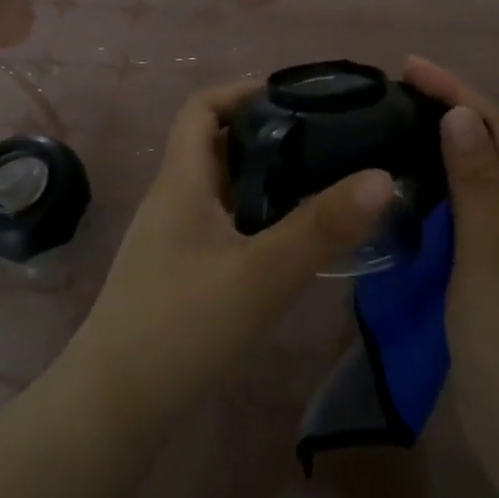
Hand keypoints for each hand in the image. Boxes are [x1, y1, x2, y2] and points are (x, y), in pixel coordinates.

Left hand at [67, 80, 394, 434]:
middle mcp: (174, 199)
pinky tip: (291, 237)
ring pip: (223, 185)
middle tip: (327, 139)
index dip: (244, 90)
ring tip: (322, 179)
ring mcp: (174, 237)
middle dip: (268, 132)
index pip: (202, 107)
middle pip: (217, 142)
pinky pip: (223, 221)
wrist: (115, 407)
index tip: (297, 97)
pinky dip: (257, 214)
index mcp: (182, 181)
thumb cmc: (180, 326)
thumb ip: (321, 227)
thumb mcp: (259, 274)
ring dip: (265, 175)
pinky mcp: (180, 269)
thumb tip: (383, 177)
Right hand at [402, 57, 498, 470]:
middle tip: (404, 89)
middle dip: (458, 111)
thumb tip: (462, 114)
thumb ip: (476, 183)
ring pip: (494, 178)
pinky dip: (457, 186)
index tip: (409, 65)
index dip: (457, 92)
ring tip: (411, 121)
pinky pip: (487, 210)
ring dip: (456, 145)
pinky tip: (430, 183)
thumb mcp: (491, 257)